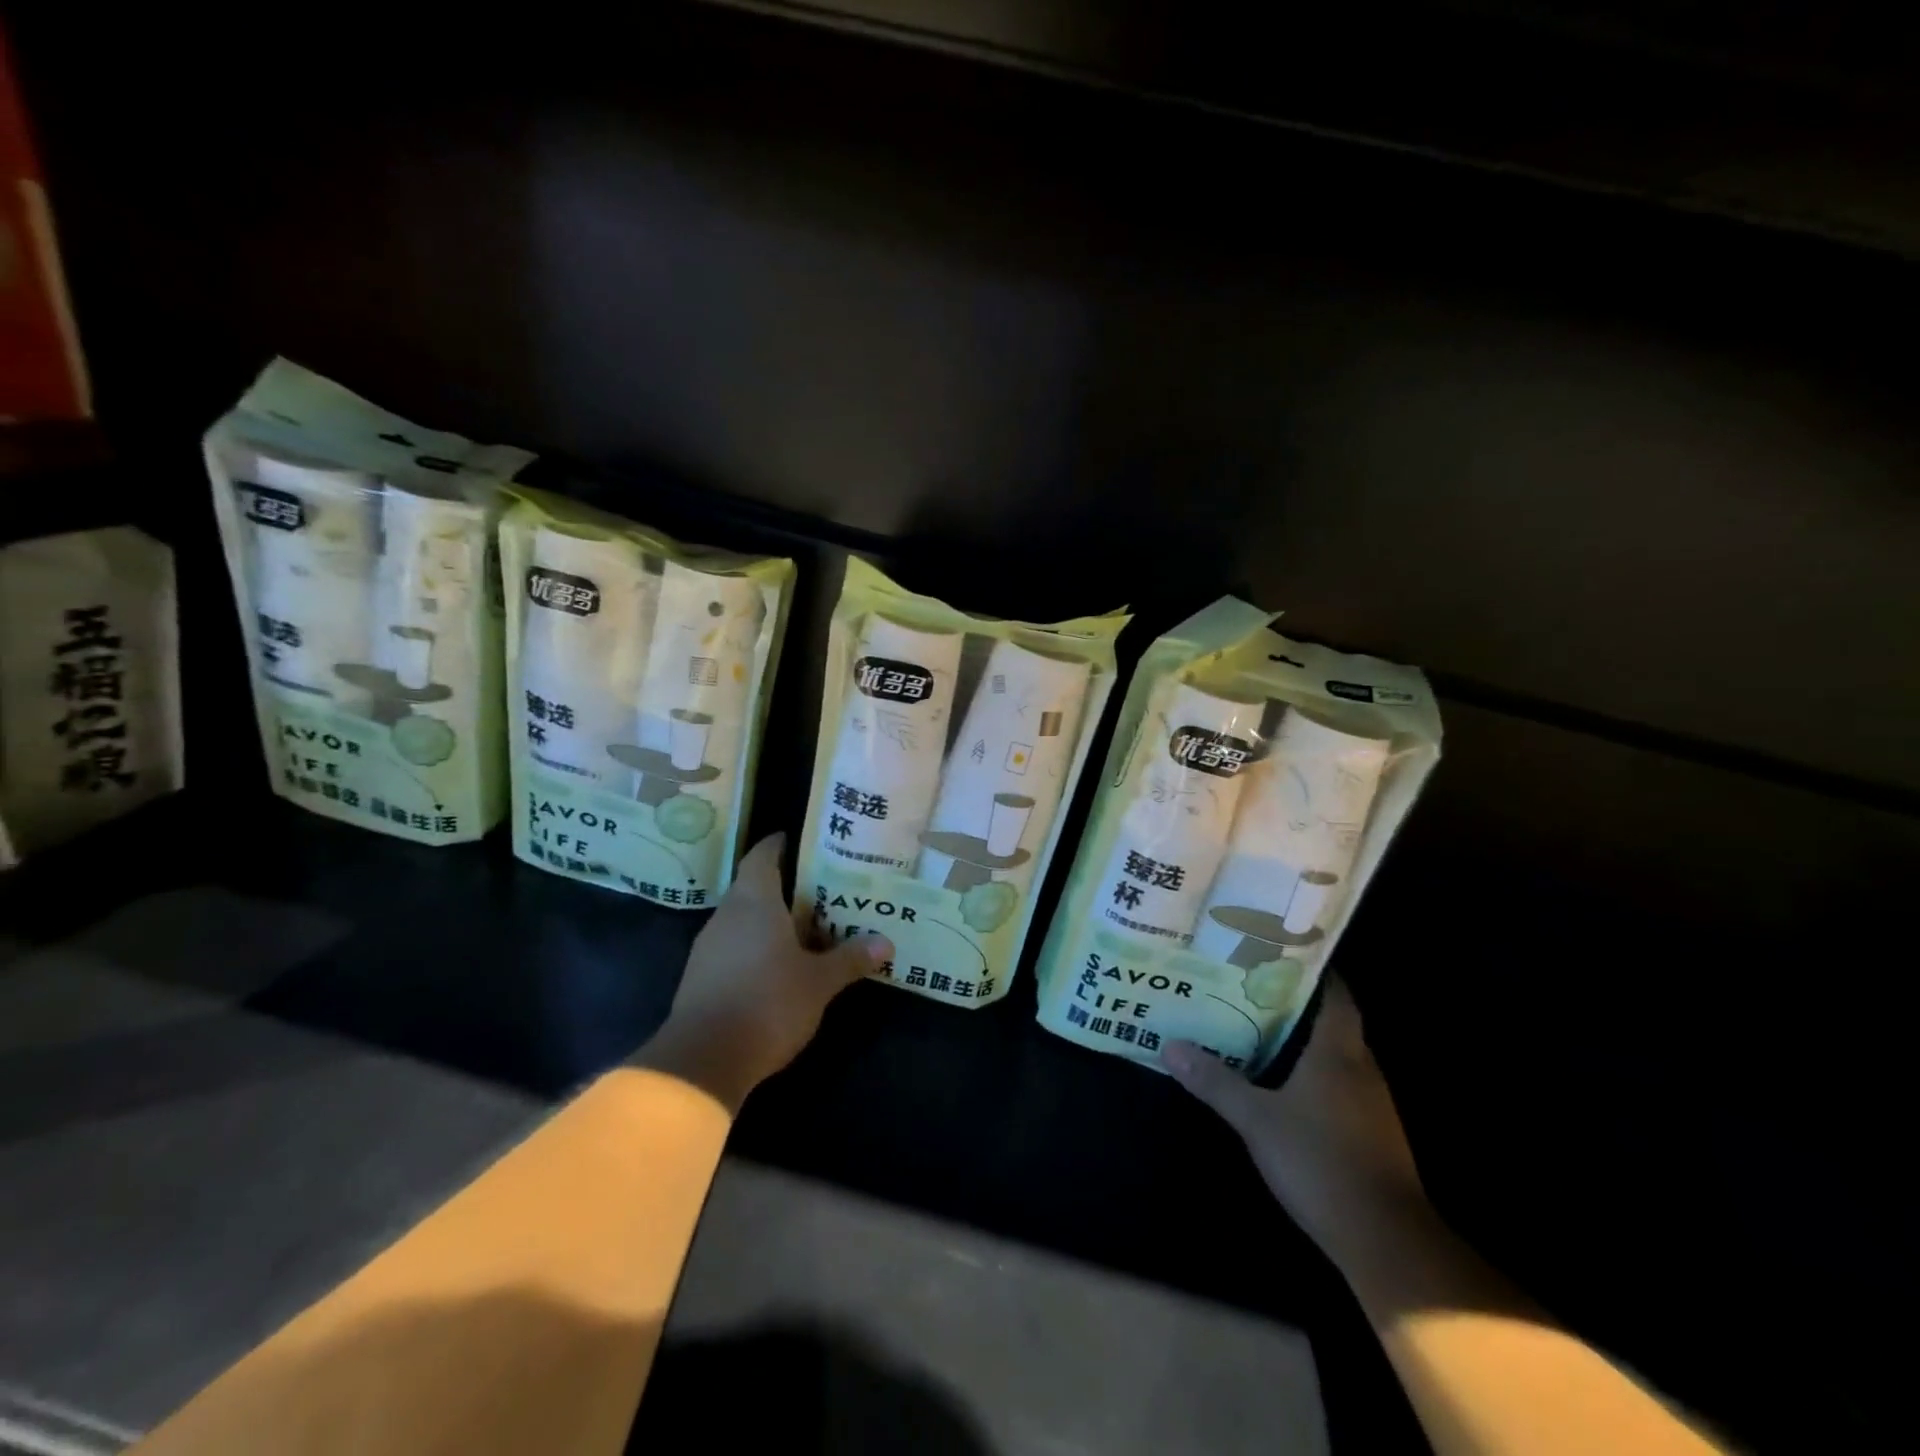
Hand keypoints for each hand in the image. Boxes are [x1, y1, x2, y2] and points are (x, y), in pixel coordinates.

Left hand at [636, 834, 891, 1111]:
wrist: (703, 1060)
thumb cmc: (768, 1002)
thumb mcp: (819, 982)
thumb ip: (850, 959)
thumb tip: (886, 943)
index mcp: (753, 901)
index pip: (762, 855)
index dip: (780, 844)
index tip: (801, 841)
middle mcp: (726, 915)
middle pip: (754, 886)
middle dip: (786, 886)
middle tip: (822, 889)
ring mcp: (708, 946)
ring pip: (743, 919)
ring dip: (771, 919)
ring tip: (807, 926)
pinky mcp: (701, 977)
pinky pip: (734, 946)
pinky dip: (756, 946)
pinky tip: (779, 964)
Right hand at [1163, 978, 1426, 1264]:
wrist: (1385, 1240)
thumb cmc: (1320, 1161)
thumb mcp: (1256, 1120)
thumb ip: (1215, 1082)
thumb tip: (1170, 1046)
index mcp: (1338, 1053)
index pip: (1336, 995)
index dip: (1313, 970)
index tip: (1279, 953)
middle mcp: (1361, 1069)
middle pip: (1334, 1022)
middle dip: (1298, 1003)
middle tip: (1253, 986)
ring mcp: (1372, 1104)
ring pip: (1337, 1055)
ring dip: (1306, 1040)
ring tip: (1260, 1027)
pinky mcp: (1373, 1133)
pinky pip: (1341, 1085)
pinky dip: (1315, 1074)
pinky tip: (1285, 1083)